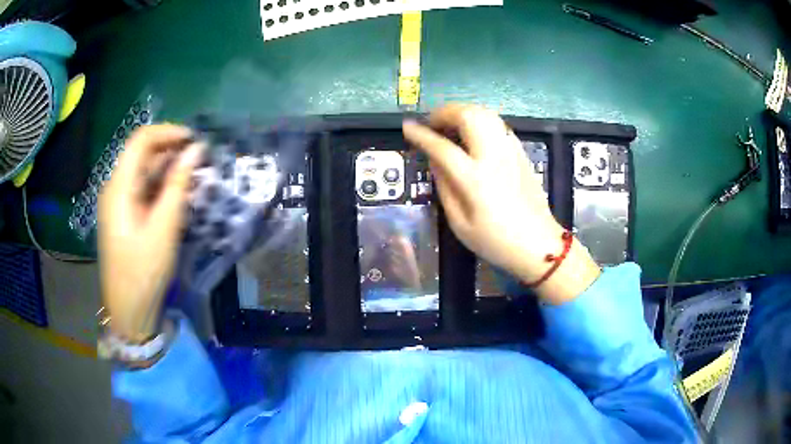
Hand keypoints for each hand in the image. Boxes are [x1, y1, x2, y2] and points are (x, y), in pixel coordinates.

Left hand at [99, 125, 201, 341]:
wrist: (128, 310)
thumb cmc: (144, 271)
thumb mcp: (164, 227)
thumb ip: (179, 185)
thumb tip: (196, 149)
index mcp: (118, 187)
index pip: (141, 140)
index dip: (168, 132)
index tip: (194, 140)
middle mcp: (114, 188)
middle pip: (140, 153)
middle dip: (170, 149)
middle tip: (198, 159)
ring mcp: (117, 202)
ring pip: (142, 171)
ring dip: (167, 168)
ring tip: (192, 176)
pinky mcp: (123, 215)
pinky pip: (141, 188)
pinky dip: (160, 185)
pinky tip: (176, 194)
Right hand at [403, 104, 599, 303]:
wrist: (538, 244)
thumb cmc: (496, 241)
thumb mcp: (460, 223)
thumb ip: (444, 187)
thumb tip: (434, 160)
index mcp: (475, 179)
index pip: (442, 147)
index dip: (421, 135)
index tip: (407, 127)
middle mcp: (494, 156)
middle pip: (468, 116)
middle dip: (444, 112)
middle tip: (432, 124)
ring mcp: (510, 150)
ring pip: (485, 113)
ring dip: (463, 112)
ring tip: (450, 126)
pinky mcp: (520, 151)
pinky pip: (497, 124)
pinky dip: (480, 121)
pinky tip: (474, 135)